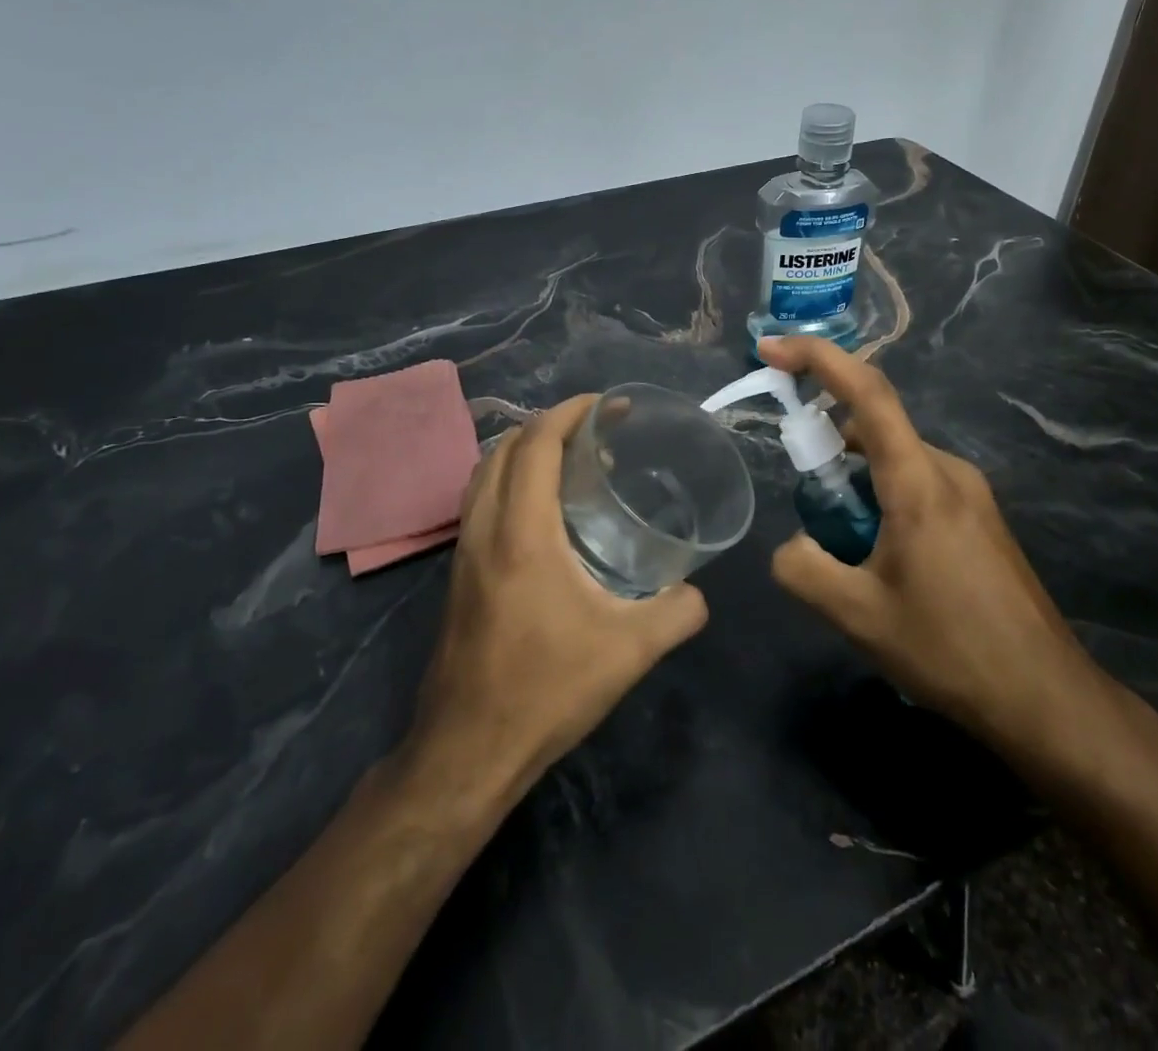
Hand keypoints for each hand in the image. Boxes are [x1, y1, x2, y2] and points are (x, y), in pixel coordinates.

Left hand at [405, 395, 708, 802]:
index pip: (535, 445)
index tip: (608, 405)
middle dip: (548, 425)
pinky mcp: (459, 576)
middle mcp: (484, 530)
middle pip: (504, 448)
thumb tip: (698, 592)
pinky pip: (480, 503)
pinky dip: (510, 482)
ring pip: (485, 474)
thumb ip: (677, 613)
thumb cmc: (547, 690)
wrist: (467, 752)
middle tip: (597, 431)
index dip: (570, 413)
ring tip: (573, 463)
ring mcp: (464, 553)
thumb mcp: (630, 651)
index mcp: (521, 533)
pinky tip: (546, 513)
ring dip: (525, 451)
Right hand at [755, 337, 1127, 781]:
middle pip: (875, 430)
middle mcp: (949, 472)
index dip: (816, 358)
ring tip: (848, 556)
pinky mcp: (980, 520)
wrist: (1046, 699)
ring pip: (894, 464)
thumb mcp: (858, 616)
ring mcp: (971, 495)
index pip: (866, 393)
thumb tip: (791, 546)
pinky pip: (917, 487)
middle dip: (828, 452)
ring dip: (856, 487)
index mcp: (919, 481)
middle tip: (810, 513)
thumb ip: (804, 568)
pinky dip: (882, 503)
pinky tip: (883, 565)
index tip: (769, 349)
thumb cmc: (951, 649)